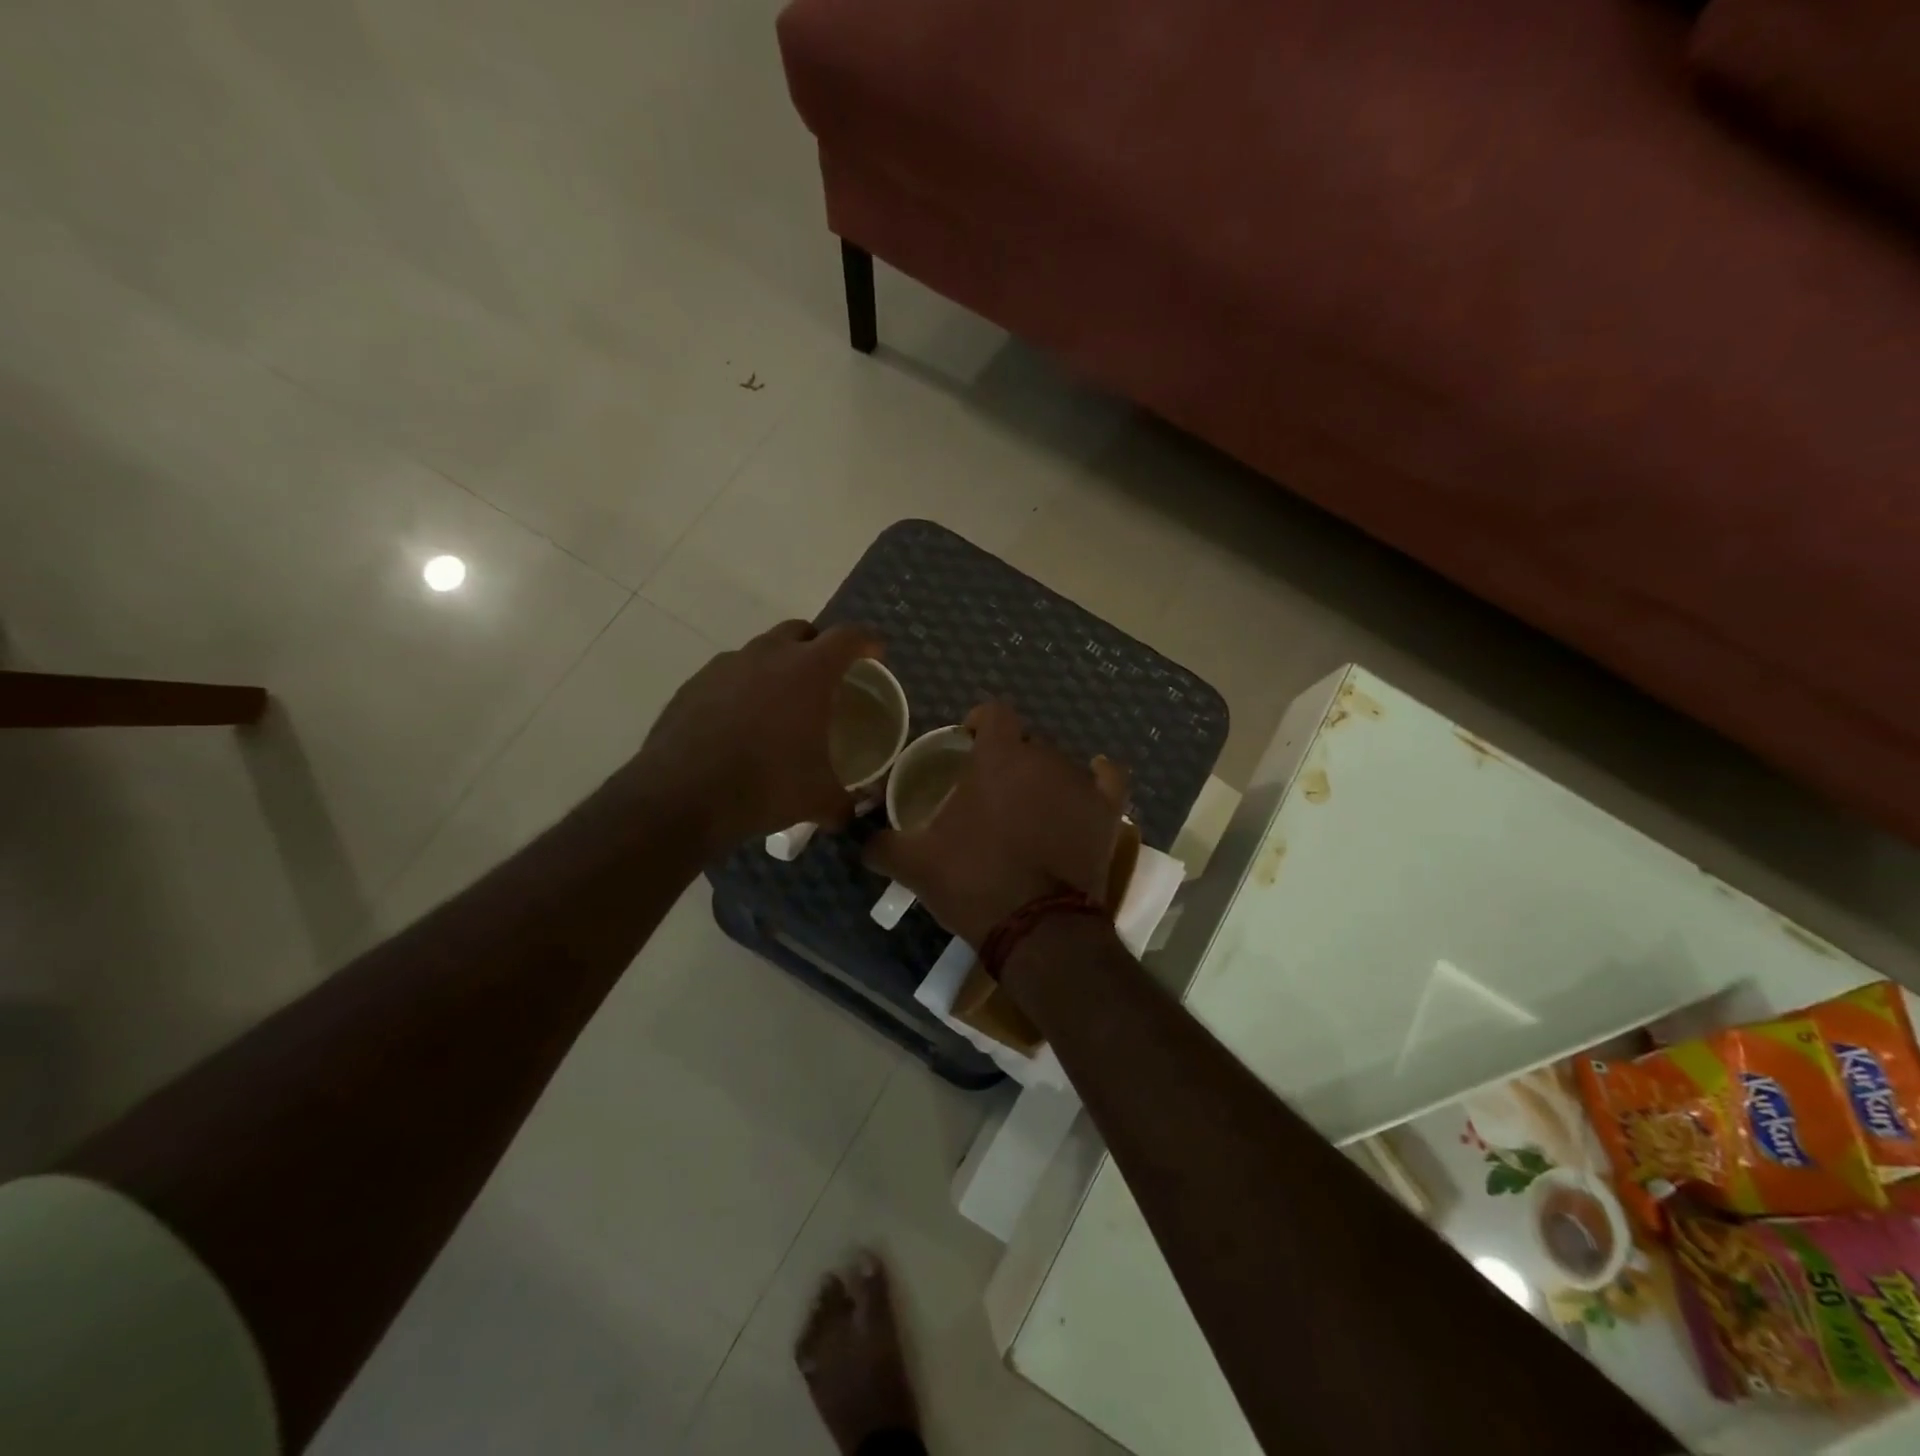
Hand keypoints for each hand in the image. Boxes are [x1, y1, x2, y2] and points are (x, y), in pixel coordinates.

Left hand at [627, 619, 882, 856]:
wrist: (682, 797)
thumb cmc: (766, 786)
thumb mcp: (818, 800)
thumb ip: (844, 802)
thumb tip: (852, 812)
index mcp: (809, 671)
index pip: (849, 636)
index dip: (868, 641)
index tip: (876, 654)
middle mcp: (768, 655)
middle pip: (802, 631)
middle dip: (819, 647)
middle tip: (827, 678)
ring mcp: (725, 666)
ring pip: (761, 650)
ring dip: (778, 667)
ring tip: (781, 705)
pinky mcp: (693, 684)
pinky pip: (728, 675)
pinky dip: (743, 688)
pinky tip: (741, 724)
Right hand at [864, 701, 1129, 946]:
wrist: (1037, 928)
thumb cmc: (974, 882)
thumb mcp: (916, 865)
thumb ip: (882, 845)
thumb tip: (860, 841)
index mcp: (999, 758)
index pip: (994, 713)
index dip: (980, 722)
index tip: (968, 743)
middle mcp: (1044, 758)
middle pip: (1026, 742)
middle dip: (1008, 758)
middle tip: (991, 791)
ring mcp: (1080, 783)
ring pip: (1060, 762)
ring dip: (1043, 776)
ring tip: (1030, 806)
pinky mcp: (1107, 811)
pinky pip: (1109, 779)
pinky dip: (1097, 778)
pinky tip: (1089, 784)